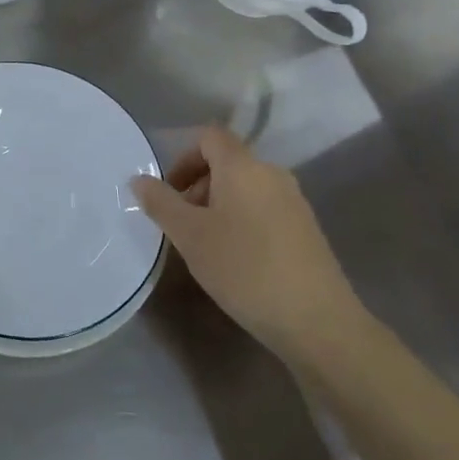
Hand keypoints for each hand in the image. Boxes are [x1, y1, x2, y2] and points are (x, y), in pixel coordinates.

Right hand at [133, 125, 365, 366]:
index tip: (170, 192)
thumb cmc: (245, 269)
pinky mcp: (307, 230)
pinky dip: (243, 222)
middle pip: (226, 162)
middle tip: (181, 225)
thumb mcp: (190, 236)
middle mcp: (272, 173)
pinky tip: (237, 262)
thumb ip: (161, 203)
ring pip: (245, 188)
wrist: (318, 322)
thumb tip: (139, 179)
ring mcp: (294, 202)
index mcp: (243, 166)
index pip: (209, 136)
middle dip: (197, 186)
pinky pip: (264, 210)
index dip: (184, 157)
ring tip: (206, 247)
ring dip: (218, 206)